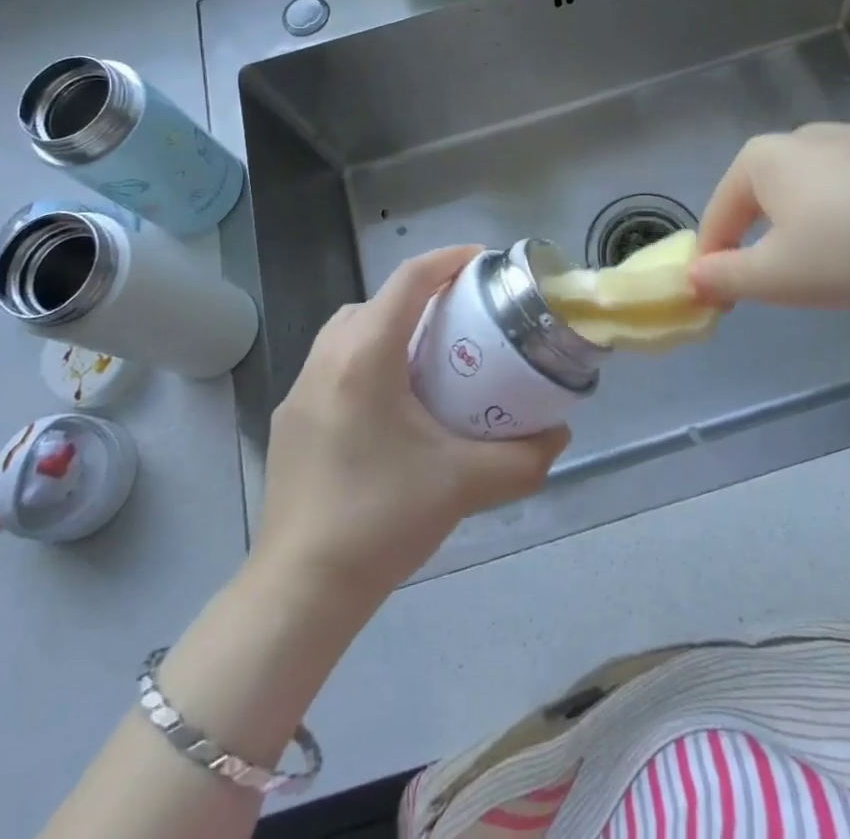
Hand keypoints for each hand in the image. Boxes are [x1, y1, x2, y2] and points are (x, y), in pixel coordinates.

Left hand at [251, 246, 568, 605]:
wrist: (301, 590)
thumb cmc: (381, 519)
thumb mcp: (464, 484)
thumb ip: (523, 457)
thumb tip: (560, 435)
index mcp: (365, 357)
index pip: (407, 280)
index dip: (447, 259)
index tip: (483, 261)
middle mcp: (326, 359)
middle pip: (376, 300)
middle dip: (419, 294)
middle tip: (461, 317)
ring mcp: (300, 388)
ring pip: (348, 329)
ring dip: (387, 325)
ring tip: (426, 358)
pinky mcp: (289, 419)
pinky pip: (331, 363)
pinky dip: (364, 358)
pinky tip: (389, 405)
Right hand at [690, 123, 849, 307]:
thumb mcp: (779, 277)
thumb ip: (725, 277)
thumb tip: (693, 276)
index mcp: (762, 159)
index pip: (718, 217)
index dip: (715, 263)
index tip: (725, 303)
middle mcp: (801, 135)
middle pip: (765, 200)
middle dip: (768, 244)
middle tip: (794, 288)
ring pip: (814, 192)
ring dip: (814, 228)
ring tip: (849, 267)